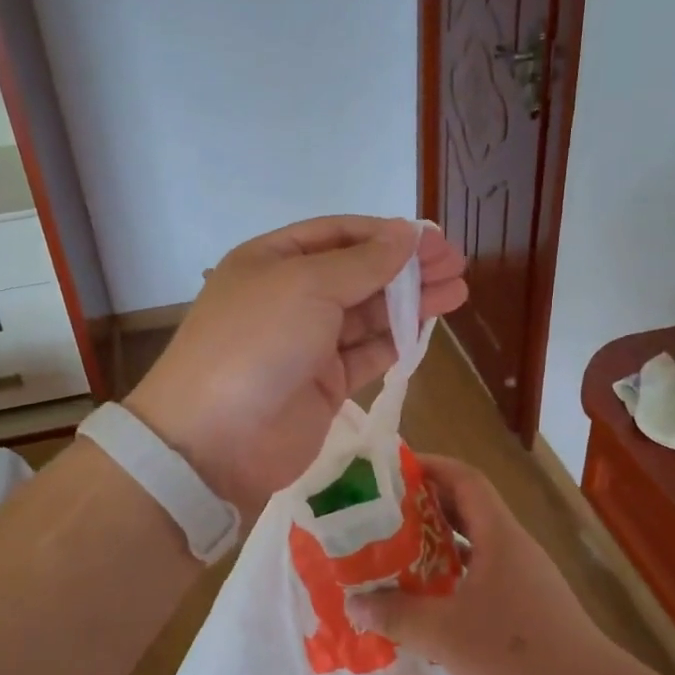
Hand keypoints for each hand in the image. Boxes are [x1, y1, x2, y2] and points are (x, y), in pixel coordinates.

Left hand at [126, 217, 466, 517]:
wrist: (216, 440)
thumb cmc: (257, 343)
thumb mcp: (307, 286)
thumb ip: (363, 262)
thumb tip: (406, 234)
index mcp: (273, 261)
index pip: (337, 235)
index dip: (384, 234)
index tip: (430, 238)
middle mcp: (289, 297)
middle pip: (358, 273)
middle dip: (405, 267)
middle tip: (456, 264)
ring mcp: (307, 343)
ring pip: (367, 314)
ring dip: (410, 302)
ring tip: (458, 291)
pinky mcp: (324, 385)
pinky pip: (367, 354)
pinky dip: (397, 340)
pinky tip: (429, 327)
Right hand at [346, 454, 617, 674]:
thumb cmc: (517, 654)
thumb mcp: (445, 635)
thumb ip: (398, 615)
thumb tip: (356, 602)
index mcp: (499, 536)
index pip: (465, 479)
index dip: (431, 466)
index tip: (393, 470)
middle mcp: (513, 546)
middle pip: (468, 507)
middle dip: (426, 504)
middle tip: (383, 513)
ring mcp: (523, 575)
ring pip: (475, 542)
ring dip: (439, 541)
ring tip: (397, 551)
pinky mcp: (527, 603)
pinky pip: (483, 572)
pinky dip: (454, 573)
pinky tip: (430, 597)